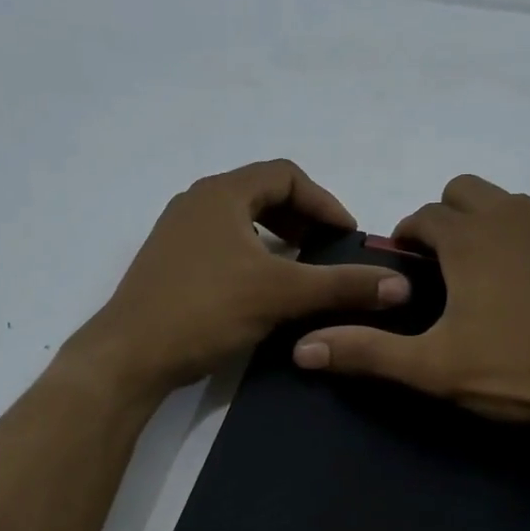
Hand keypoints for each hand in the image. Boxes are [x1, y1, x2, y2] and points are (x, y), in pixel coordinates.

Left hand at [64, 160, 409, 400]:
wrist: (130, 355)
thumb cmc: (205, 311)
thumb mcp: (281, 295)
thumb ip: (342, 286)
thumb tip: (399, 285)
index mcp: (221, 193)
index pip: (285, 175)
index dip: (324, 201)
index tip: (347, 236)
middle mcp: (196, 202)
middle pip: (261, 193)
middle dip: (301, 218)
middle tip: (327, 249)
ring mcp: (177, 232)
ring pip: (240, 220)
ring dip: (276, 237)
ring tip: (299, 267)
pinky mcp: (169, 262)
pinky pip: (221, 243)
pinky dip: (251, 254)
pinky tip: (260, 289)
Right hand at [292, 175, 529, 424]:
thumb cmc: (521, 369)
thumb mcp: (435, 368)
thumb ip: (368, 353)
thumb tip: (303, 348)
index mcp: (468, 237)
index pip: (422, 216)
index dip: (408, 237)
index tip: (408, 266)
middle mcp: (512, 212)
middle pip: (465, 191)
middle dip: (448, 218)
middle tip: (449, 269)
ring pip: (510, 202)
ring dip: (491, 224)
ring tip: (494, 275)